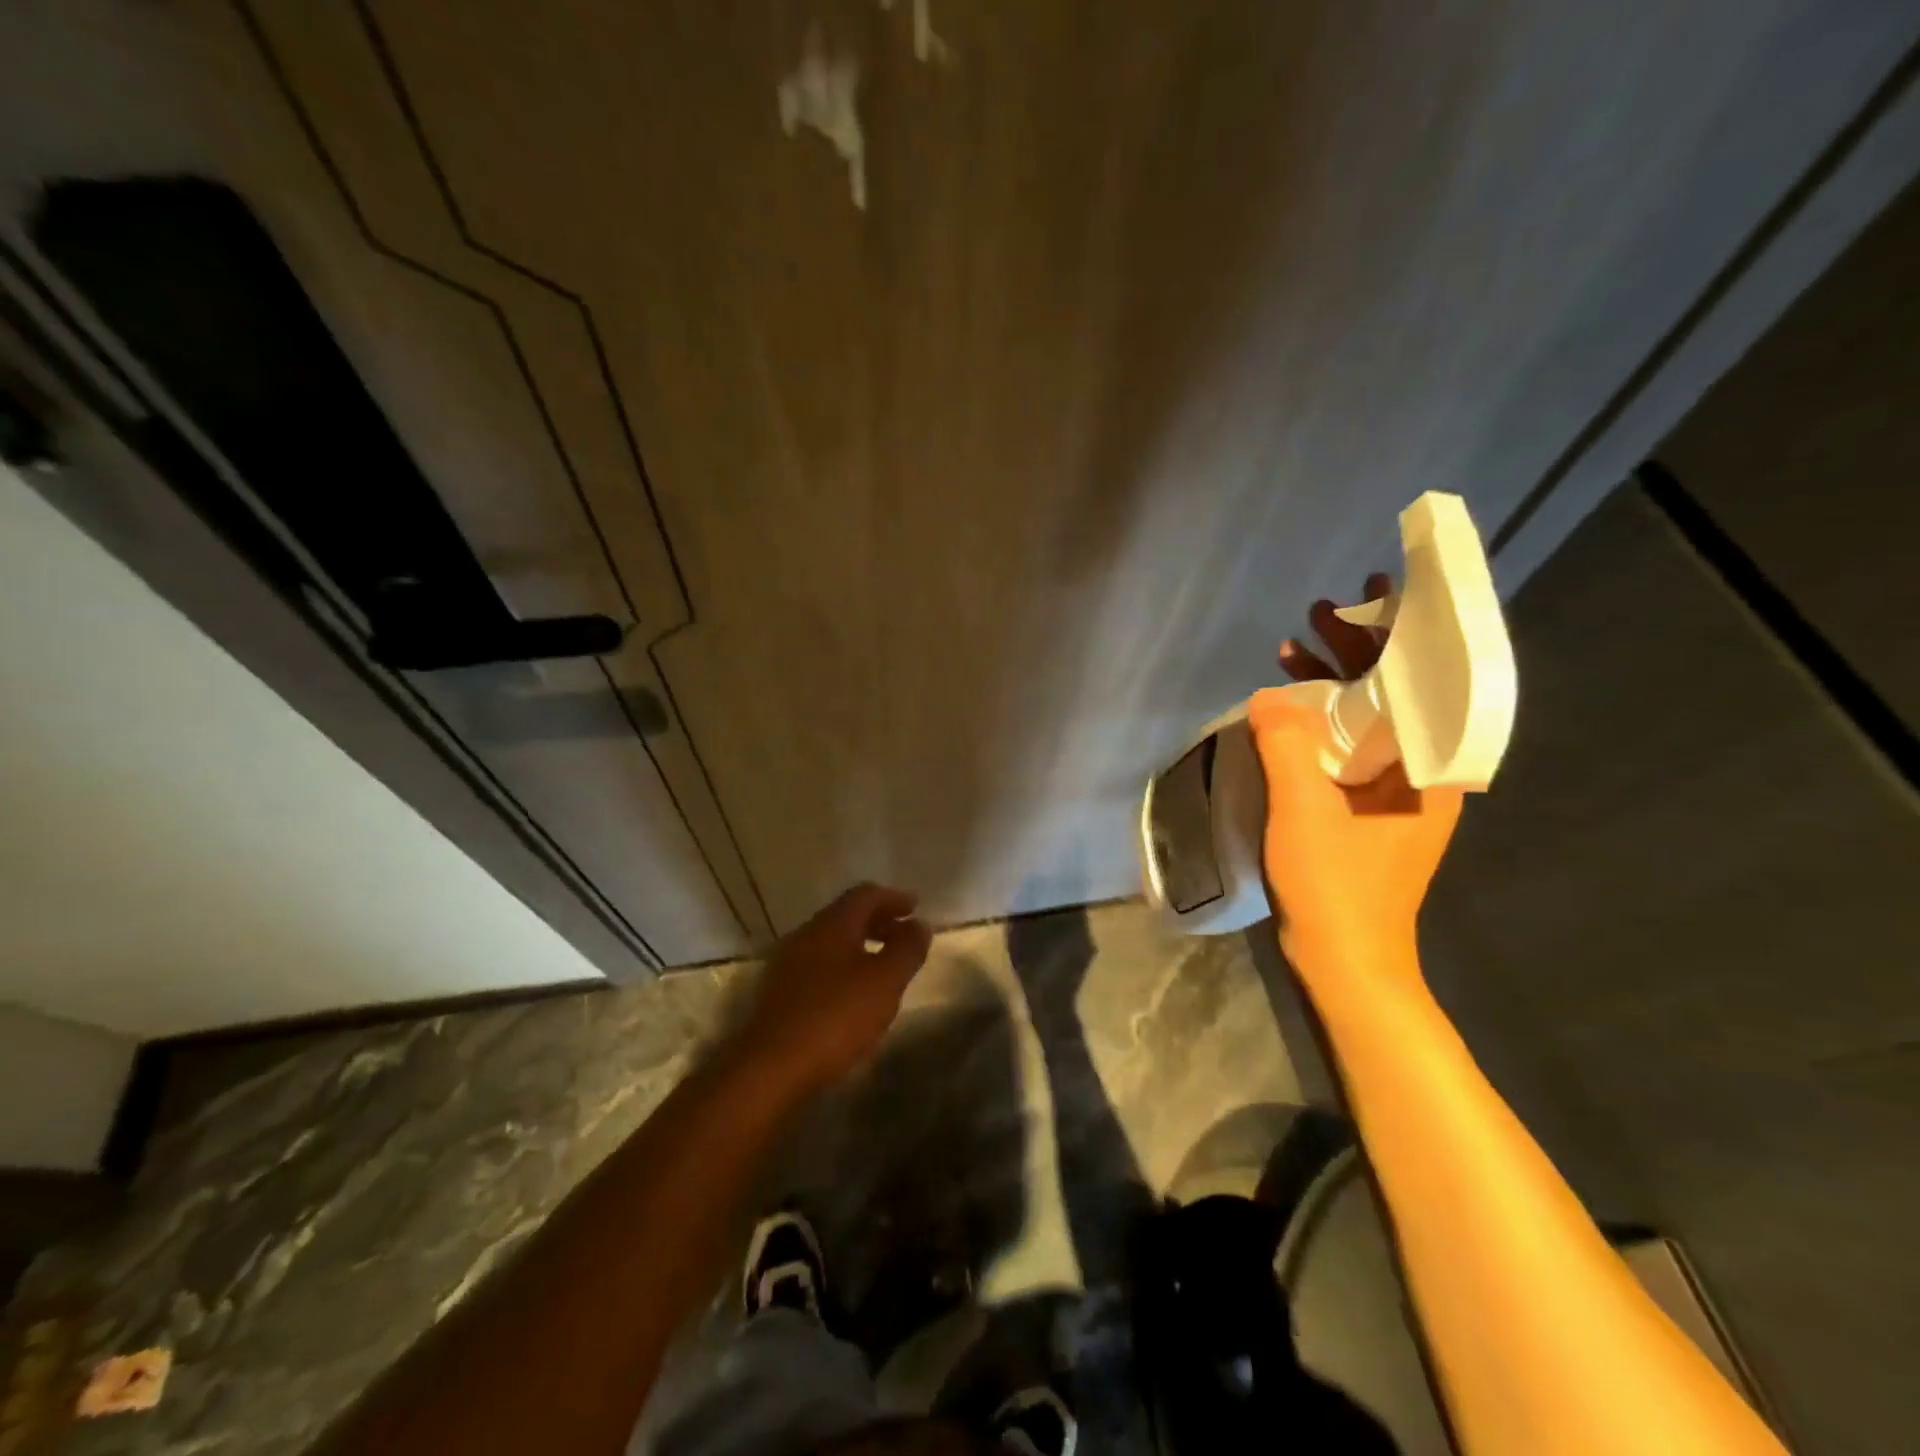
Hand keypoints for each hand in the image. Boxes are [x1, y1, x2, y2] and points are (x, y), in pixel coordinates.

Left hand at [733, 883, 932, 1094]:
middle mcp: (806, 934)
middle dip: (879, 922)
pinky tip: (854, 994)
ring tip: (884, 966)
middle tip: (904, 936)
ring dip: (860, 946)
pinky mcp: (779, 993)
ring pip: (831, 942)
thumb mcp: (884, 982)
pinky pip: (819, 966)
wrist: (769, 1068)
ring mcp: (788, 964)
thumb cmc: (834, 1017)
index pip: (865, 894)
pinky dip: (843, 967)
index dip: (893, 898)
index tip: (915, 907)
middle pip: (847, 916)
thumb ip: (906, 950)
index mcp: (832, 924)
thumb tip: (920, 925)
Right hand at [1255, 577, 1462, 985]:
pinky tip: (1288, 711)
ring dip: (1334, 683)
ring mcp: (1395, 791)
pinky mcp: (1367, 808)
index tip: (1376, 594)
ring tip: (1295, 649)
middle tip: (1320, 613)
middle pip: (1396, 692)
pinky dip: (1321, 721)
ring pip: (1369, 718)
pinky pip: (1349, 746)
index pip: (1424, 678)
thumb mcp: (1304, 809)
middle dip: (1359, 649)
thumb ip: (1286, 744)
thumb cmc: (1336, 884)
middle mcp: (1423, 771)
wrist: (1345, 960)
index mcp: (1430, 766)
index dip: (1400, 631)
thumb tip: (1270, 694)